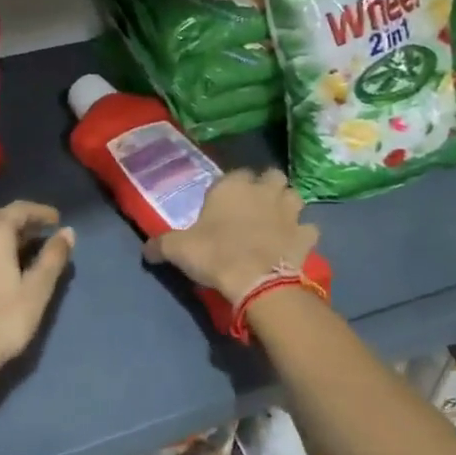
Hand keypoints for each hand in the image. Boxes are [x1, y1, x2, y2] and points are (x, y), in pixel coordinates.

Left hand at [0, 201, 75, 388]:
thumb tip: (67, 233)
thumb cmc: (2, 320)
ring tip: (23, 247)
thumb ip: (53, 258)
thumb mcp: (36, 290)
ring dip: (3, 232)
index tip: (57, 220)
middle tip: (41, 233)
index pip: (20, 209)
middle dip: (20, 220)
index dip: (41, 212)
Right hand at [145, 169, 318, 305]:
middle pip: (272, 176)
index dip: (233, 186)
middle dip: (267, 186)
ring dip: (288, 205)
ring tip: (277, 220)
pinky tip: (293, 244)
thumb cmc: (215, 255)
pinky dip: (303, 234)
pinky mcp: (306, 235)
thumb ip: (160, 245)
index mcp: (233, 186)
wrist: (256, 281)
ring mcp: (289, 211)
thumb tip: (146, 250)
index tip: (224, 202)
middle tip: (256, 205)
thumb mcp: (177, 249)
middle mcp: (264, 190)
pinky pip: (309, 229)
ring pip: (295, 196)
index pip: (236, 173)